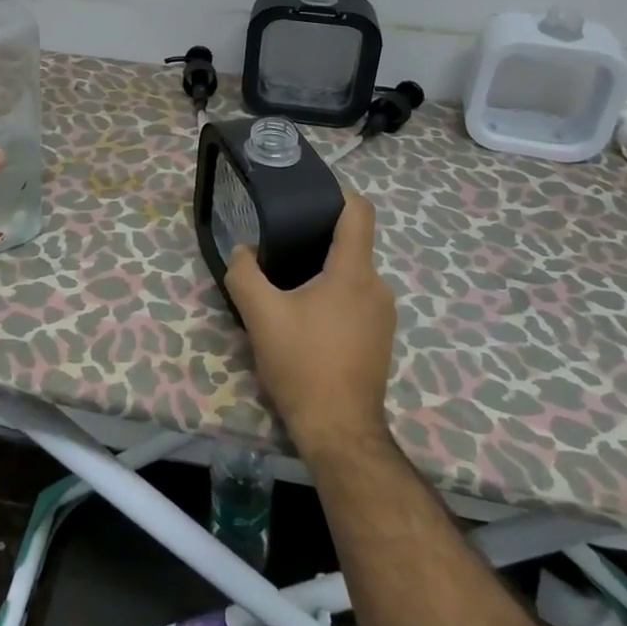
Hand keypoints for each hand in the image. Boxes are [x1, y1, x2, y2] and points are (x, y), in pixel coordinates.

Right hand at [225, 193, 395, 452]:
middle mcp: (377, 286)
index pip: (359, 211)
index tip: (308, 196)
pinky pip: (357, 301)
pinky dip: (334, 299)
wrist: (340, 432)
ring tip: (289, 287)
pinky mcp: (381, 339)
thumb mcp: (261, 316)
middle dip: (317, 241)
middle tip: (281, 247)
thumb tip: (242, 251)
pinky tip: (307, 320)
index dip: (337, 194)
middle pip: (352, 244)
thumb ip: (244, 274)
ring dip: (324, 274)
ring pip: (352, 276)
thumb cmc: (303, 365)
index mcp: (353, 271)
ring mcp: (384, 315)